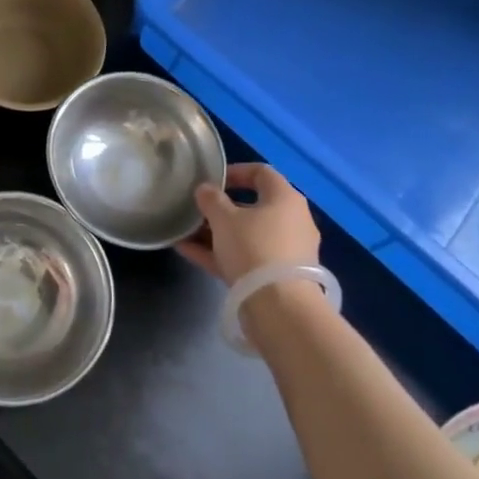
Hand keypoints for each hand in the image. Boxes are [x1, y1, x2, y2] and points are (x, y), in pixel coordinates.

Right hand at [176, 163, 320, 284]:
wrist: (279, 307)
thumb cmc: (253, 248)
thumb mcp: (224, 219)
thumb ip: (211, 199)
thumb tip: (205, 189)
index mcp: (285, 198)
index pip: (261, 173)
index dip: (234, 172)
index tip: (211, 180)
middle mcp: (292, 220)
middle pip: (253, 207)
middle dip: (220, 209)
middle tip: (197, 211)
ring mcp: (287, 251)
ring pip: (247, 235)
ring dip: (216, 233)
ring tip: (185, 234)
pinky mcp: (278, 277)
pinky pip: (246, 258)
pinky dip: (221, 254)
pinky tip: (189, 253)